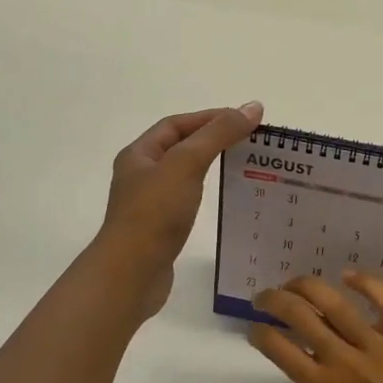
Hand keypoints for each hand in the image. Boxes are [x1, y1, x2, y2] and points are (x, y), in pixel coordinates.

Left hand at [99, 103, 263, 317]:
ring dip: (210, 167)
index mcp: (139, 155)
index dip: (208, 118)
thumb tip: (252, 107)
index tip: (243, 119)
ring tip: (243, 167)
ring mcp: (149, 205)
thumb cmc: (154, 213)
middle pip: (179, 148)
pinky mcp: (160, 230)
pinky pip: (186, 202)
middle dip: (212, 140)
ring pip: (183, 176)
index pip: (175, 125)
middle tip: (249, 142)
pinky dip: (207, 195)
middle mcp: (140, 176)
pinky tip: (224, 200)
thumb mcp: (186, 164)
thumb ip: (218, 134)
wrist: (131, 274)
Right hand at [249, 272, 382, 382]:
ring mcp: (376, 345)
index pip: (280, 350)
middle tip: (265, 296)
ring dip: (306, 285)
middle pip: (299, 316)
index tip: (255, 327)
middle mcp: (344, 362)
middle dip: (274, 300)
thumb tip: (307, 350)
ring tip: (294, 283)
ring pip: (333, 303)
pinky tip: (347, 274)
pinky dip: (365, 283)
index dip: (260, 333)